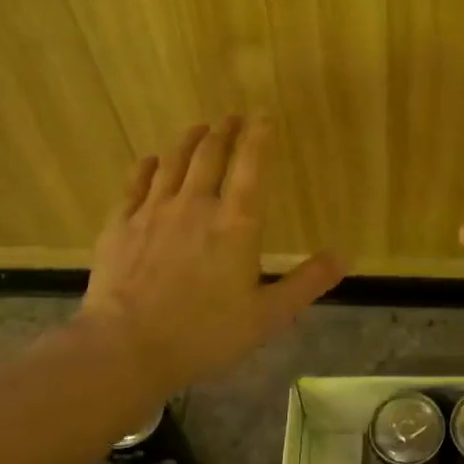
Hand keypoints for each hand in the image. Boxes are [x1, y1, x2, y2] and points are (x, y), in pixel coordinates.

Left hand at [77, 116, 342, 392]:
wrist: (126, 348)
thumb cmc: (205, 334)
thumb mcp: (268, 316)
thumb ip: (306, 282)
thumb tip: (344, 257)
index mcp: (236, 223)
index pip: (251, 165)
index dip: (258, 135)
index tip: (262, 115)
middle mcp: (195, 205)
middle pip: (210, 154)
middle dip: (224, 130)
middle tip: (231, 117)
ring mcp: (153, 212)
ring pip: (173, 162)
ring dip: (189, 140)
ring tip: (198, 128)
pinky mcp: (120, 225)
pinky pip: (135, 184)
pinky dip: (147, 166)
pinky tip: (151, 161)